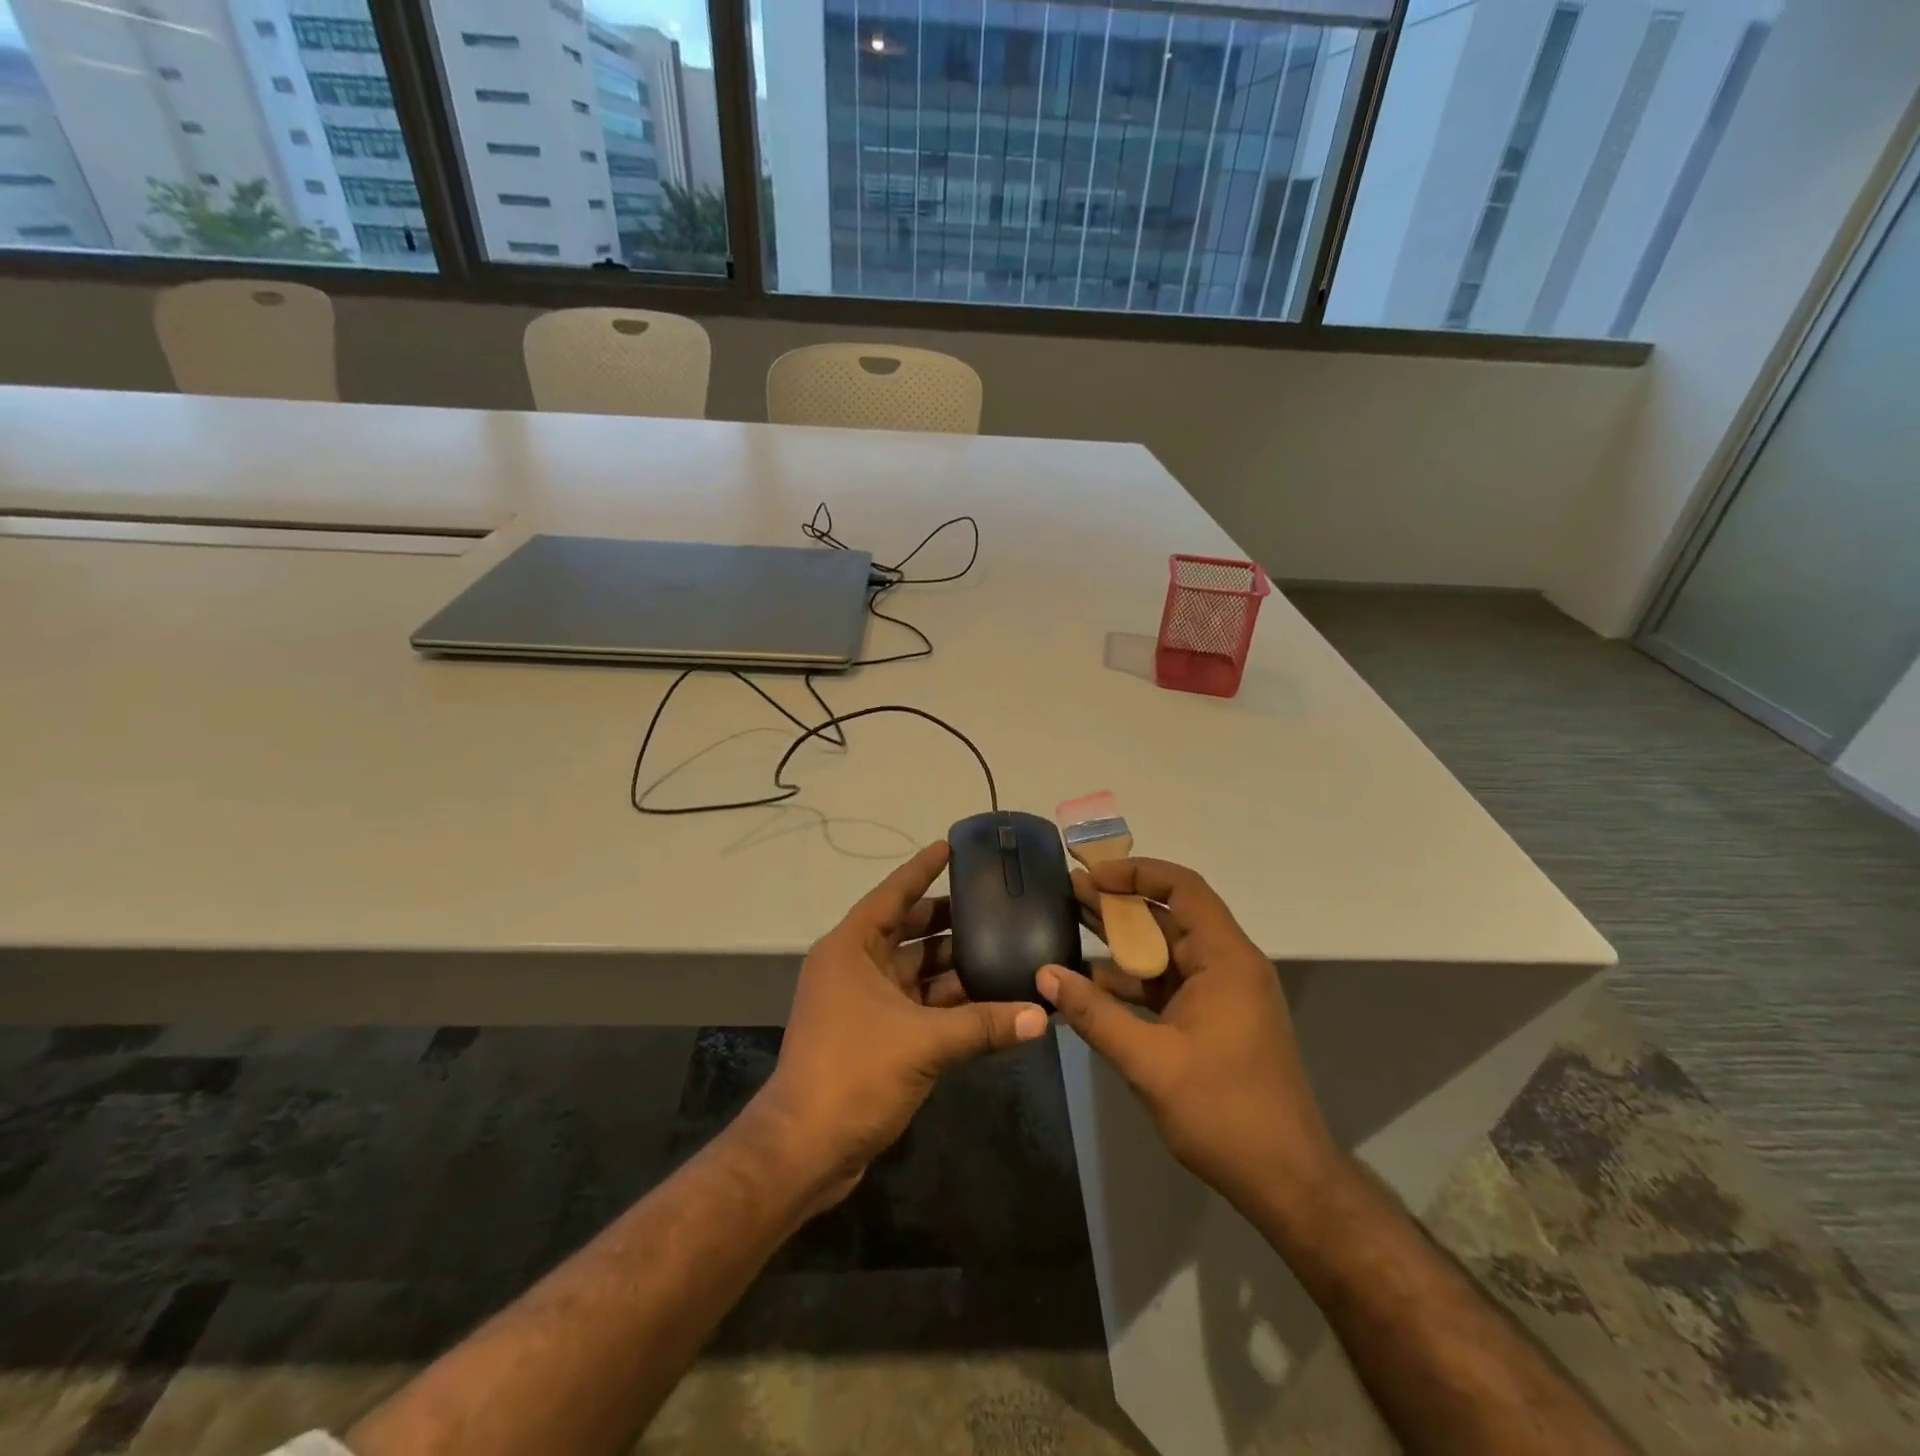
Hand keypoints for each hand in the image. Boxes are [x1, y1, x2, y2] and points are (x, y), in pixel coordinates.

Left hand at [754, 842, 1048, 1207]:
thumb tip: (1041, 1014)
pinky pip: (917, 1004)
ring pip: (915, 971)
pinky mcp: (874, 1035)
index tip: (952, 847)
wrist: (805, 1148)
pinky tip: (987, 998)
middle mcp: (854, 967)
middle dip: (948, 919)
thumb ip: (984, 1025)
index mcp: (851, 948)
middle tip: (994, 904)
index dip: (922, 869)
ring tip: (1002, 947)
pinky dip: (947, 1002)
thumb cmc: (854, 1071)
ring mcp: (862, 1002)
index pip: (893, 894)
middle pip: (907, 930)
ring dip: (953, 964)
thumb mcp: (923, 1042)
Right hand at [1036, 858, 1336, 1207]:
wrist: (1286, 1180)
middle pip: (1170, 916)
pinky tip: (1091, 984)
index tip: (1093, 876)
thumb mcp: (1149, 1062)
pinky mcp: (1213, 1019)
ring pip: (1166, 951)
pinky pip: (1168, 984)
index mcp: (1225, 960)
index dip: (1137, 873)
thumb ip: (1094, 1015)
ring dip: (1122, 942)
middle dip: (1119, 904)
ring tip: (1070, 925)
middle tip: (1068, 892)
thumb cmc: (1224, 1112)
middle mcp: (1227, 965)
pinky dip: (1133, 981)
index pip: (1183, 889)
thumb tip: (1045, 975)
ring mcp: (1222, 994)